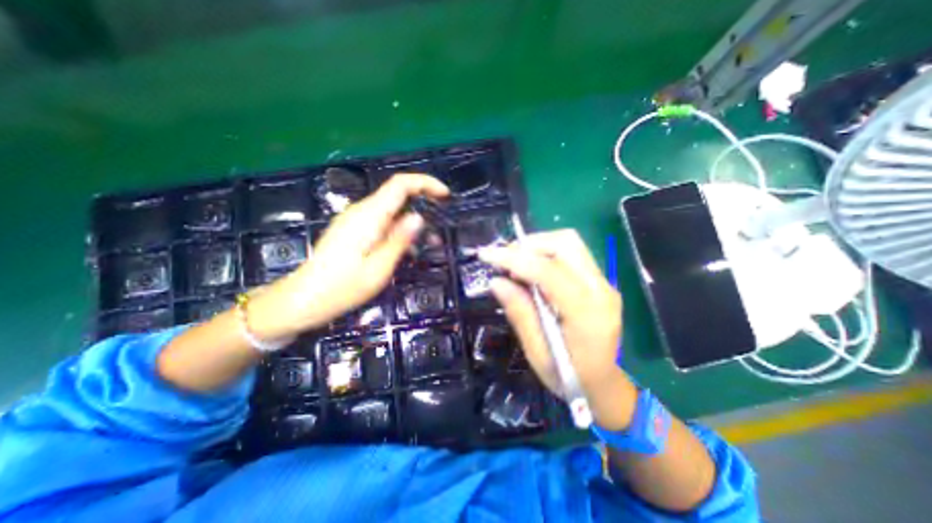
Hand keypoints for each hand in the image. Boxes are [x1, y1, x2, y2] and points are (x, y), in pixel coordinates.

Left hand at [249, 174, 448, 340]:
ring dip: (412, 221)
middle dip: (423, 203)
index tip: (445, 195)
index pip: (400, 184)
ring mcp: (355, 220)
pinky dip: (399, 229)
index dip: (425, 183)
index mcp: (369, 216)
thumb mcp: (378, 269)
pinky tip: (406, 250)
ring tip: (429, 244)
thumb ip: (399, 241)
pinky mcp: (353, 230)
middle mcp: (361, 211)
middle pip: (396, 194)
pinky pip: (381, 221)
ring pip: (390, 209)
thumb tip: (418, 217)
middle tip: (440, 226)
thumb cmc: (342, 288)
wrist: (303, 300)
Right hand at [477, 229, 636, 429]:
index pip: (548, 271)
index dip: (514, 258)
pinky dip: (546, 254)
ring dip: (537, 246)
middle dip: (529, 244)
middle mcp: (601, 290)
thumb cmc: (570, 378)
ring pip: (570, 243)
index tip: (487, 255)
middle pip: (566, 243)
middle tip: (504, 259)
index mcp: (587, 313)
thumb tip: (496, 281)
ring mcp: (604, 283)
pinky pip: (572, 254)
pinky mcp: (600, 282)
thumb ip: (519, 313)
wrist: (605, 386)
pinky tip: (531, 270)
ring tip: (515, 264)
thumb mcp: (537, 353)